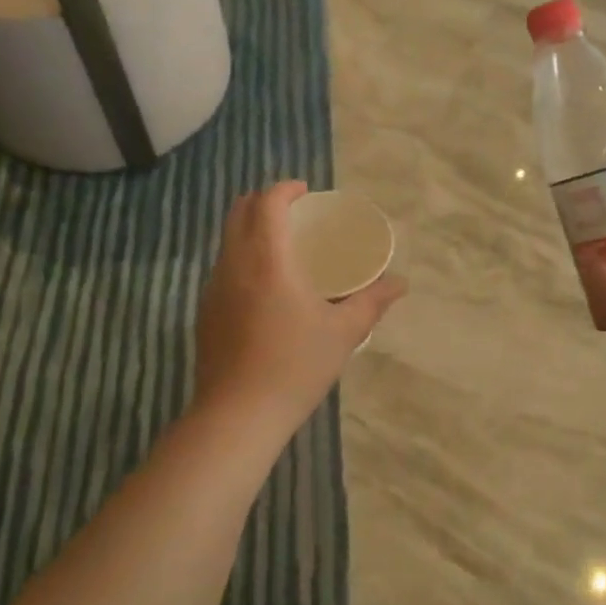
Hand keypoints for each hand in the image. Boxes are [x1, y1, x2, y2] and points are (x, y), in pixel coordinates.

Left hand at [193, 182, 406, 436]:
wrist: (237, 415)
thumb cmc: (295, 367)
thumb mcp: (343, 333)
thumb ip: (372, 302)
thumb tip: (400, 283)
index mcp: (267, 259)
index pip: (267, 203)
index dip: (285, 189)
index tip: (306, 192)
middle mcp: (233, 264)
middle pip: (239, 212)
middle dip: (264, 201)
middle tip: (295, 212)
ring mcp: (213, 288)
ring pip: (227, 240)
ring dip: (251, 229)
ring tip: (282, 246)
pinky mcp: (204, 312)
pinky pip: (223, 267)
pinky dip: (242, 257)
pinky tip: (264, 287)